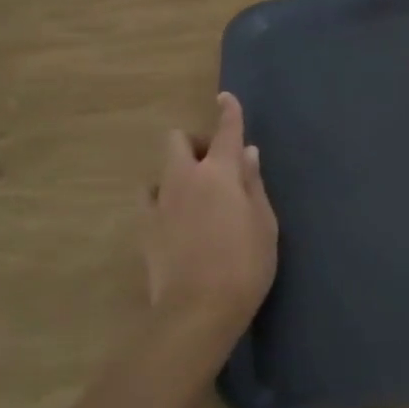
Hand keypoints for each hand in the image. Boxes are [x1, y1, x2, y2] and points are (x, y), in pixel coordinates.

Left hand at [142, 93, 278, 353]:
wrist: (198, 309)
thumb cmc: (245, 263)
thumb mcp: (264, 223)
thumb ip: (253, 184)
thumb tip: (247, 154)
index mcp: (219, 173)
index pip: (225, 131)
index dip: (228, 112)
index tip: (225, 97)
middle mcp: (184, 179)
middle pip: (176, 141)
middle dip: (193, 143)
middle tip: (214, 166)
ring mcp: (159, 203)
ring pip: (160, 171)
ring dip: (177, 174)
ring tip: (194, 197)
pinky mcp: (144, 229)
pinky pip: (150, 201)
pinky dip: (163, 200)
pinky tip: (177, 220)